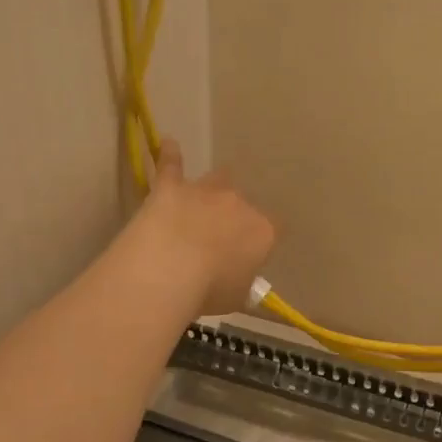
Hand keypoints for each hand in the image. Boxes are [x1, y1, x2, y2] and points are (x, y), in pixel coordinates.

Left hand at [134, 139, 275, 315]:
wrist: (169, 268)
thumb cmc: (210, 290)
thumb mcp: (236, 297)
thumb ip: (242, 285)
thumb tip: (243, 284)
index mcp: (263, 231)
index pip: (272, 230)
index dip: (259, 243)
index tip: (247, 258)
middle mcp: (240, 204)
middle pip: (243, 205)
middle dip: (233, 218)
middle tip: (217, 241)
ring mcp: (206, 191)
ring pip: (218, 179)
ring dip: (213, 189)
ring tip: (204, 199)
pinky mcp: (171, 186)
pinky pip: (172, 164)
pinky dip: (171, 155)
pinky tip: (168, 143)